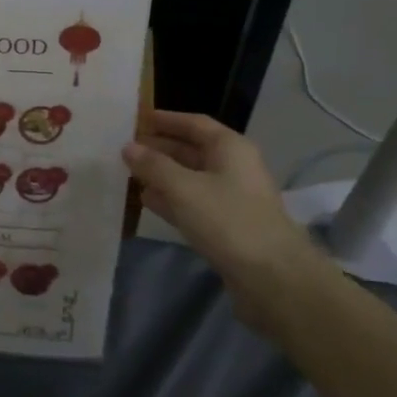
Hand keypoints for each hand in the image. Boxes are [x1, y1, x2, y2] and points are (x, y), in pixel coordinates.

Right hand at [123, 112, 328, 327]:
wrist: (272, 277)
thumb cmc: (227, 220)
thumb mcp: (183, 188)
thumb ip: (153, 166)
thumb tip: (128, 147)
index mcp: (230, 148)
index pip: (194, 124)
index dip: (166, 119)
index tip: (136, 119)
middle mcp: (233, 167)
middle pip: (191, 150)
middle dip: (159, 148)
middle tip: (125, 148)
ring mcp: (231, 198)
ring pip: (190, 178)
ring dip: (161, 175)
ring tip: (129, 173)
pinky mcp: (226, 225)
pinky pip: (192, 203)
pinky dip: (170, 199)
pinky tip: (146, 201)